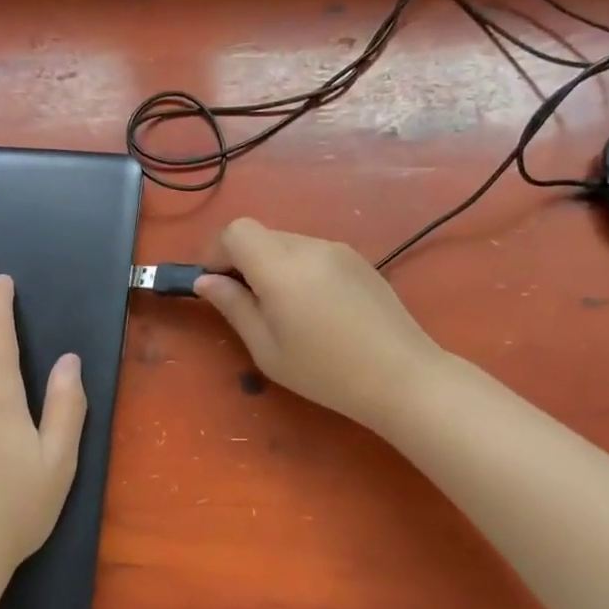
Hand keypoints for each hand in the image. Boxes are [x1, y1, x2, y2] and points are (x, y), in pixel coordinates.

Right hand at [195, 218, 444, 433]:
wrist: (403, 377)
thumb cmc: (326, 372)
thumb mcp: (267, 349)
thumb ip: (233, 307)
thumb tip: (205, 281)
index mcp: (281, 268)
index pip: (236, 231)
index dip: (216, 251)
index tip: (214, 283)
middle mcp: (309, 247)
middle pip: (261, 235)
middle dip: (242, 260)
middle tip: (245, 303)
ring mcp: (338, 250)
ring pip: (287, 243)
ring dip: (271, 265)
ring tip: (283, 310)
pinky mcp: (358, 260)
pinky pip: (313, 253)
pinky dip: (298, 269)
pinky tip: (314, 308)